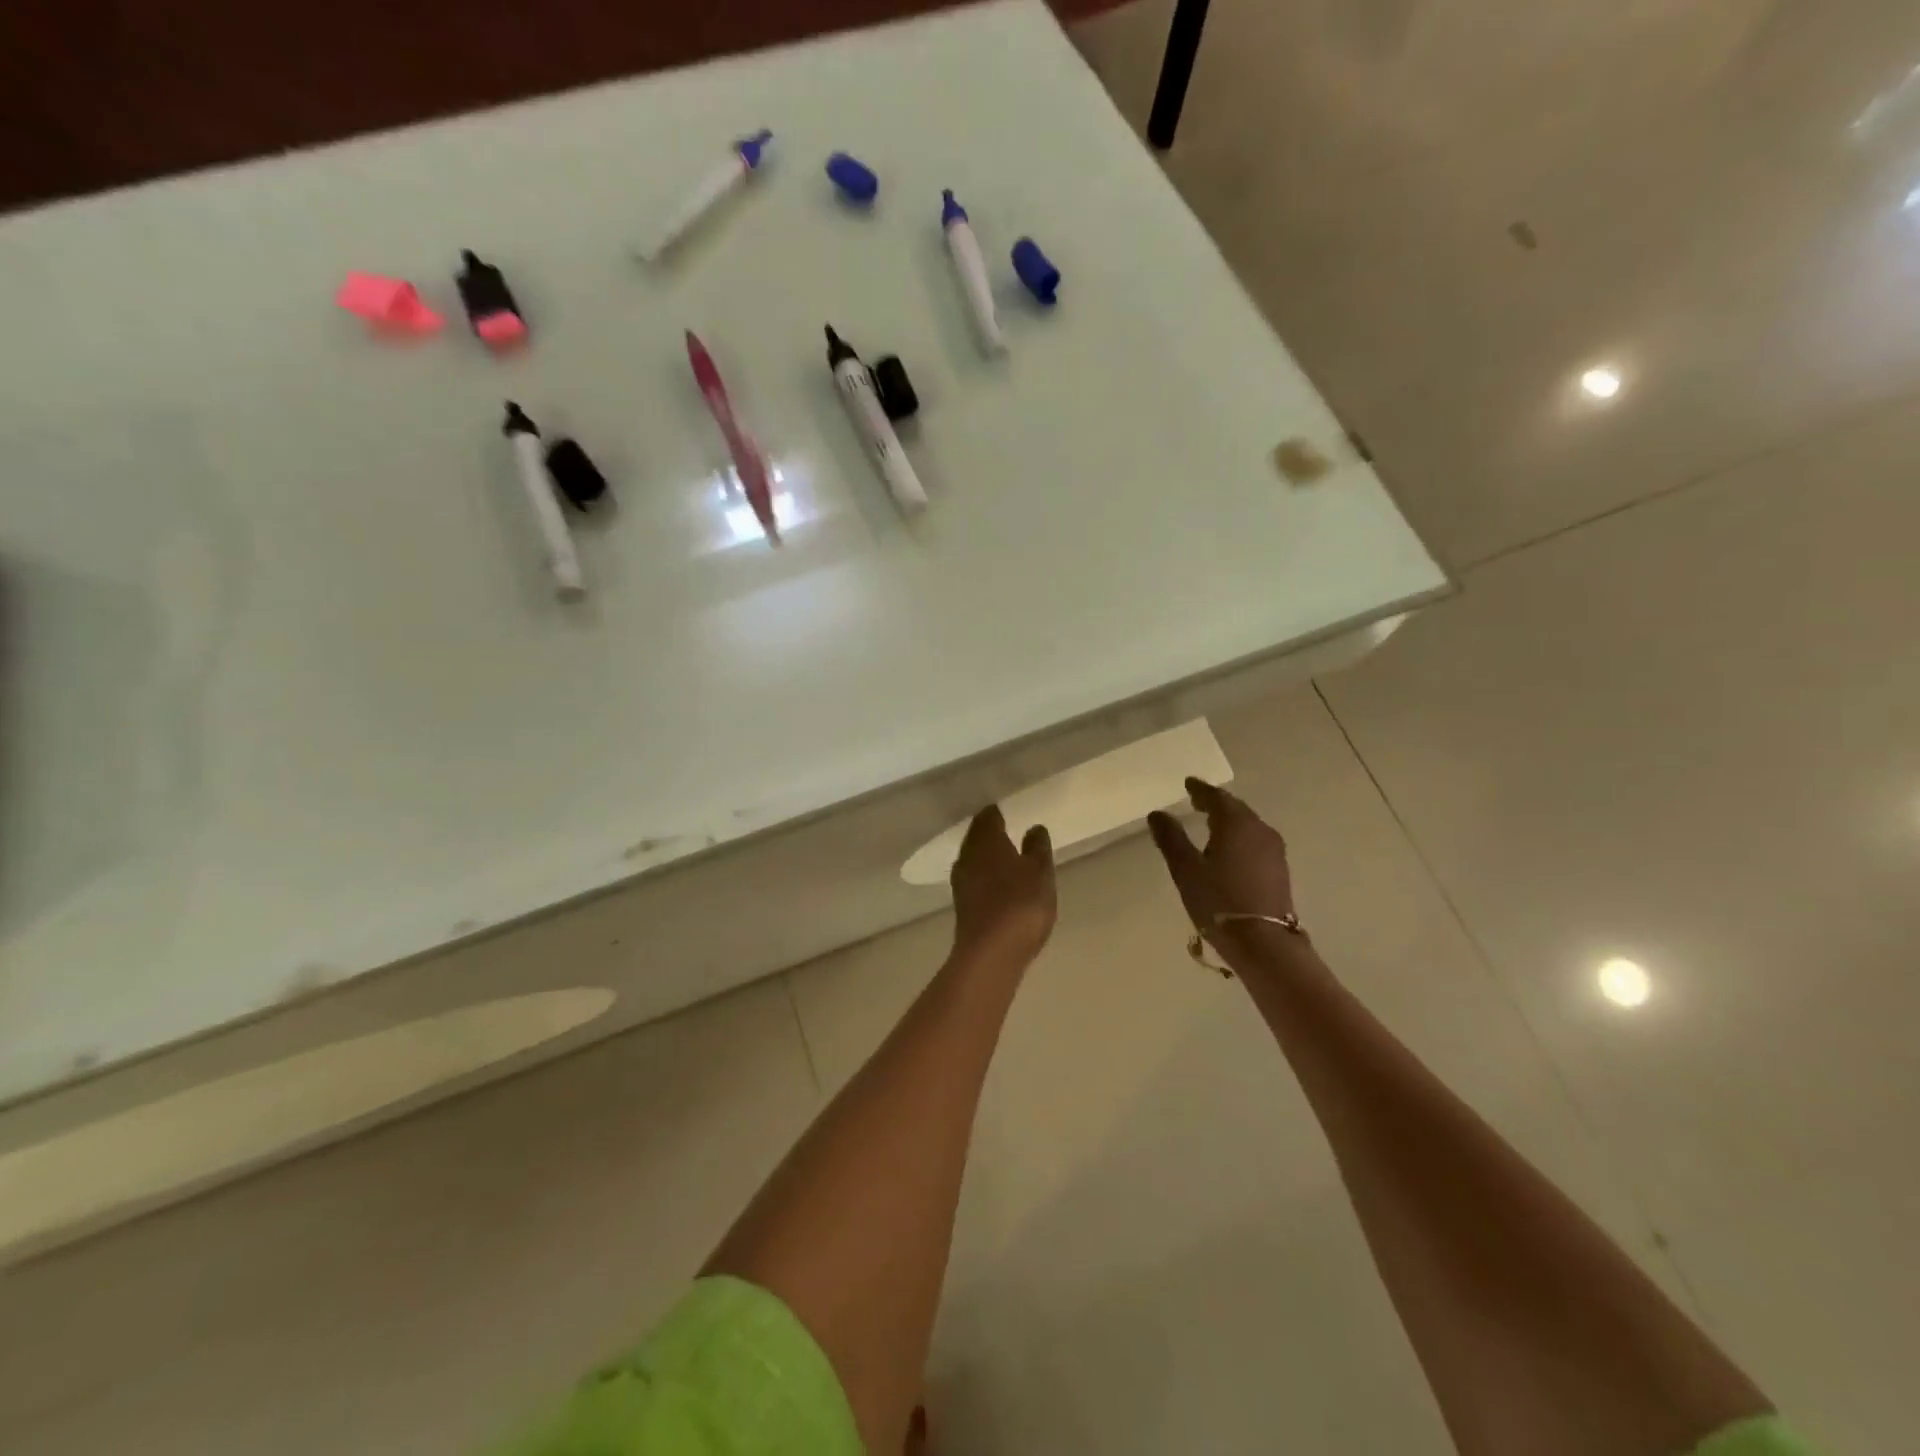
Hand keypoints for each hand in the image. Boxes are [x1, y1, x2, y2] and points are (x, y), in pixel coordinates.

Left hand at [950, 805, 1056, 965]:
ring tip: (1006, 856)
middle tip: (1008, 830)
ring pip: (974, 859)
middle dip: (990, 833)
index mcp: (986, 841)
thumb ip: (1037, 848)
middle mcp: (968, 856)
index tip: (1008, 812)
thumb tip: (1034, 828)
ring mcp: (961, 882)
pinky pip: (974, 879)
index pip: (988, 817)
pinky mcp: (962, 905)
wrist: (991, 953)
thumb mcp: (1040, 872)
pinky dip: (986, 876)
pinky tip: (998, 884)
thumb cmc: (1020, 904)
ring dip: (987, 856)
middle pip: (977, 837)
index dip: (997, 813)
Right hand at [1148, 778, 1295, 963]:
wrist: (1263, 942)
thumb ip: (1171, 838)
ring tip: (1211, 823)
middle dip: (1216, 803)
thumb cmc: (1219, 901)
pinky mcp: (1279, 869)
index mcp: (1236, 823)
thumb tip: (1158, 814)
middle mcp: (1259, 830)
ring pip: (1248, 824)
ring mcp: (1273, 850)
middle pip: (1236, 808)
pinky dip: (1240, 836)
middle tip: (1197, 800)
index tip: (1188, 784)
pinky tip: (1230, 848)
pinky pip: (1255, 841)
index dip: (1200, 789)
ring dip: (1230, 820)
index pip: (1216, 797)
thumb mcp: (1185, 869)